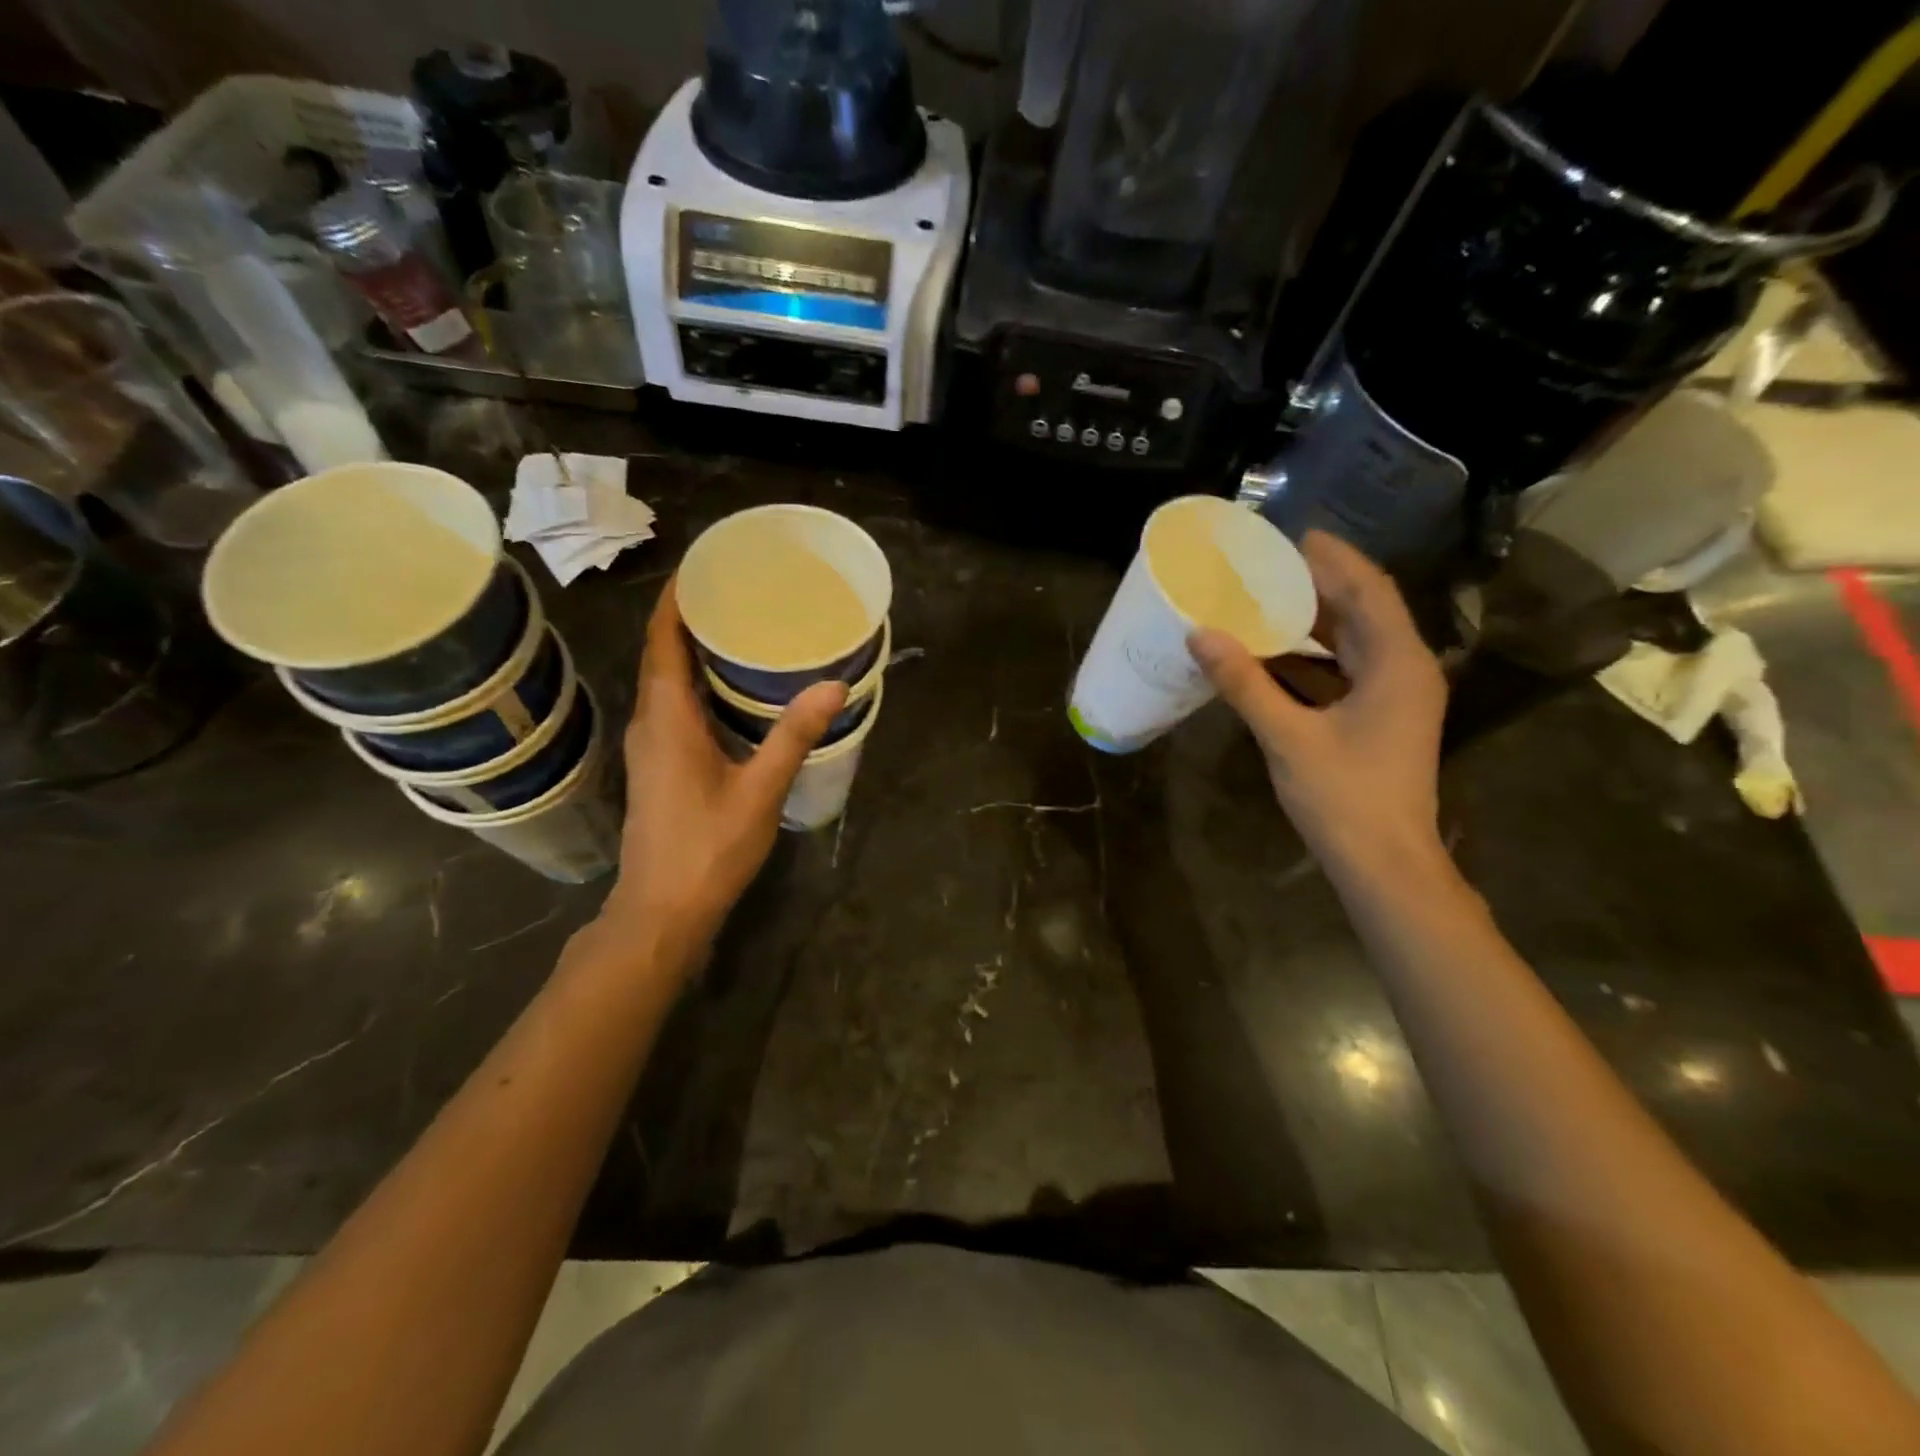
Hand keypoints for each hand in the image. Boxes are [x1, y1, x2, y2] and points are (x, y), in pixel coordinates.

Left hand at [600, 577, 846, 959]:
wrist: (662, 910)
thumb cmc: (708, 848)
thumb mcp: (759, 789)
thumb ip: (793, 735)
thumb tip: (833, 684)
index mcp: (666, 718)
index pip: (662, 640)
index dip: (675, 600)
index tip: (702, 566)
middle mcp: (649, 722)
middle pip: (661, 654)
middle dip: (689, 617)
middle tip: (736, 590)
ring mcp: (649, 746)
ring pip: (665, 681)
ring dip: (691, 650)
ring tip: (736, 627)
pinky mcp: (657, 765)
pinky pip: (671, 705)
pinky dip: (694, 682)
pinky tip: (729, 689)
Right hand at [1189, 530, 1447, 875]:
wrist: (1384, 863)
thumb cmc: (1344, 797)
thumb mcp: (1287, 736)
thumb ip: (1244, 683)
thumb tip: (1200, 635)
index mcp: (1397, 663)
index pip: (1369, 590)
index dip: (1335, 558)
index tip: (1294, 535)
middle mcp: (1405, 670)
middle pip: (1364, 610)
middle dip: (1319, 585)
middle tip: (1267, 566)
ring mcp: (1396, 696)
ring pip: (1355, 642)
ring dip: (1314, 622)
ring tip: (1263, 601)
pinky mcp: (1381, 719)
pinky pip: (1347, 671)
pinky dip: (1313, 658)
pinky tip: (1272, 655)